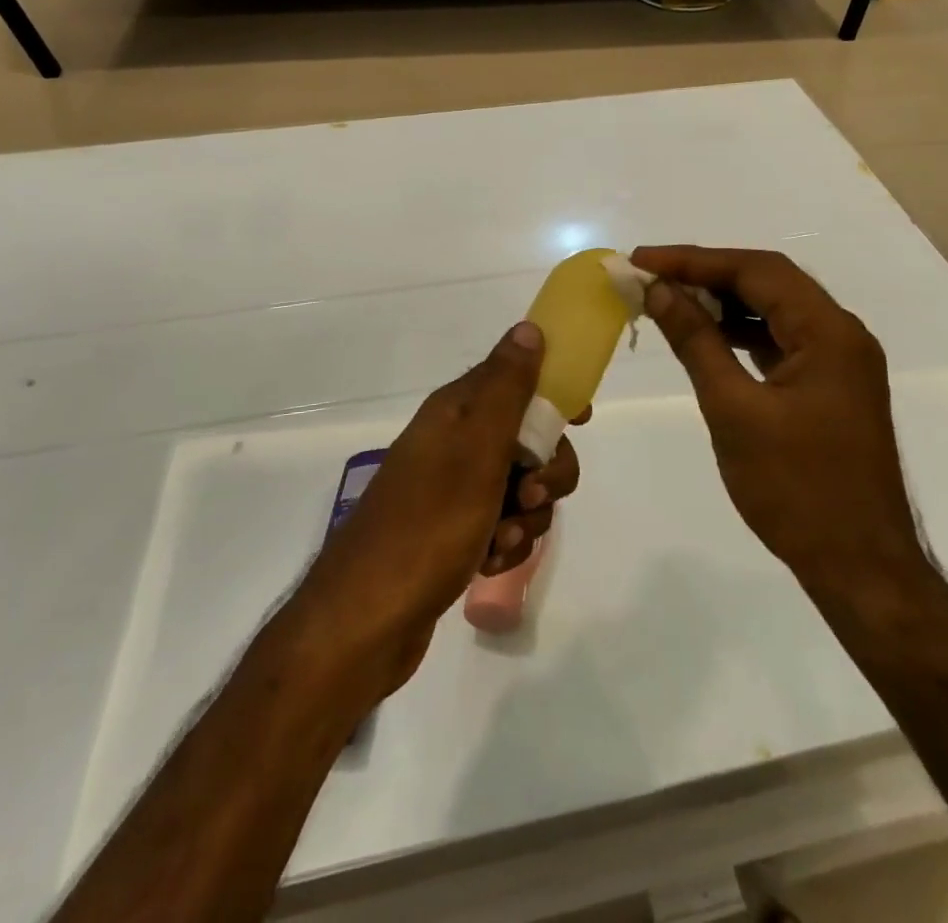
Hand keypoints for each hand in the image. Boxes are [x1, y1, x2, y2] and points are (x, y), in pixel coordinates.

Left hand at [294, 322, 580, 698]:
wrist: (367, 619)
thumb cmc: (429, 523)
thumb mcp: (476, 448)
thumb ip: (507, 387)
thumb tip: (529, 328)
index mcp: (456, 411)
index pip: (516, 378)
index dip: (553, 394)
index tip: (580, 421)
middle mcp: (454, 443)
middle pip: (528, 439)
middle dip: (546, 471)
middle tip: (532, 495)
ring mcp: (453, 490)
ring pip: (521, 488)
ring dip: (525, 517)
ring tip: (499, 541)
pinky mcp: (454, 533)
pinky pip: (501, 525)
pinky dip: (503, 544)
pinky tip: (487, 562)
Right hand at [630, 246, 926, 593]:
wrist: (860, 568)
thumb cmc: (795, 489)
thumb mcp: (734, 410)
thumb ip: (697, 342)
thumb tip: (660, 290)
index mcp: (829, 331)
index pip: (757, 270)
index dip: (695, 260)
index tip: (643, 260)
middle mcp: (842, 334)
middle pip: (769, 282)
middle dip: (707, 275)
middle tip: (650, 275)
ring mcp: (840, 362)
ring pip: (775, 310)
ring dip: (724, 302)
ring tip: (669, 300)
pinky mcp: (831, 387)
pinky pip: (782, 341)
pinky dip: (742, 333)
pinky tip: (707, 337)